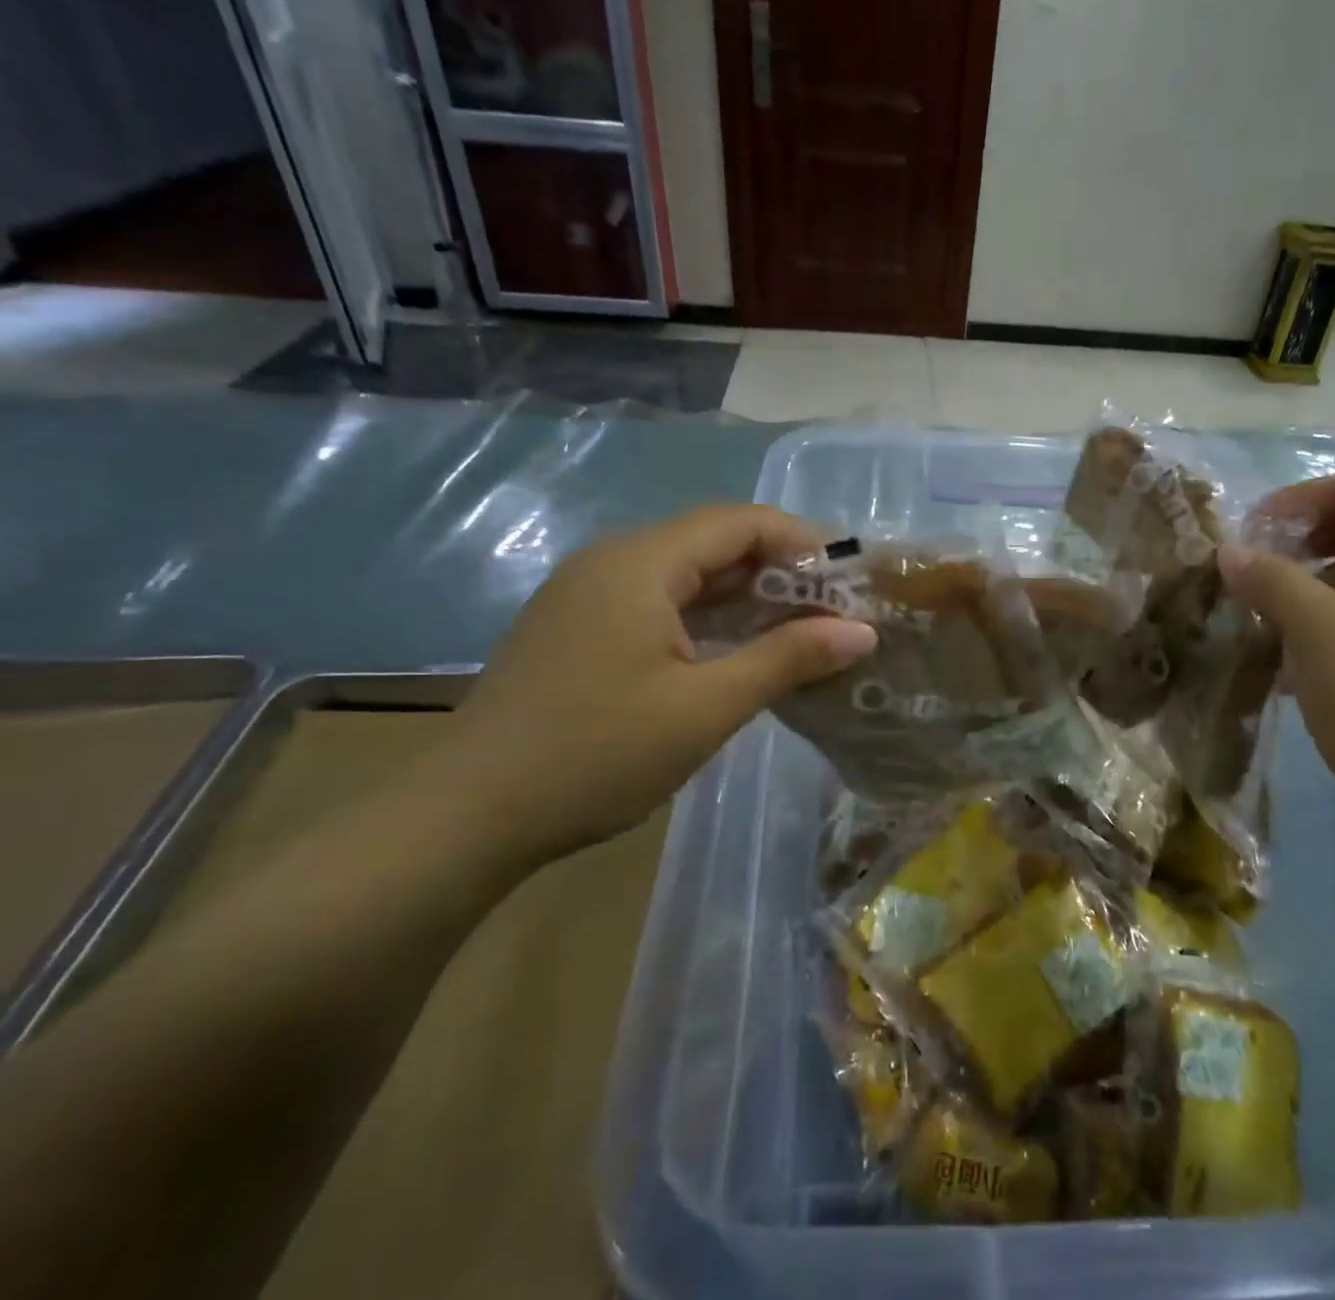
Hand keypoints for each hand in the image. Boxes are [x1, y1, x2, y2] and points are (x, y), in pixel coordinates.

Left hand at [420, 506, 877, 865]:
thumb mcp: (706, 708)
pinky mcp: (580, 628)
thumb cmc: (596, 754)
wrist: (469, 816)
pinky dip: (708, 617)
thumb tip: (862, 631)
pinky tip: (739, 650)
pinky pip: (659, 602)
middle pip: (713, 542)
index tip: (850, 579)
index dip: (802, 541)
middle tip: (835, 609)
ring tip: (801, 629)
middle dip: (779, 569)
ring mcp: (589, 595)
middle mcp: (611, 561)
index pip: (739, 521)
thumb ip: (787, 659)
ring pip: (686, 574)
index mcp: (640, 562)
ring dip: (745, 595)